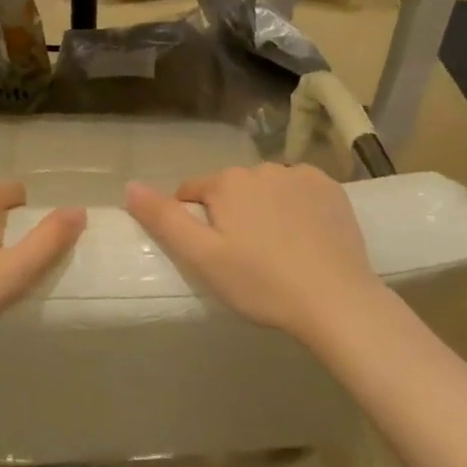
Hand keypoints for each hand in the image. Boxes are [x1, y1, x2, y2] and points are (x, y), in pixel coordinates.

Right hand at [125, 164, 382, 343]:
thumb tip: (130, 185)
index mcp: (227, 182)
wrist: (336, 300)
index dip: (194, 223)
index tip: (209, 255)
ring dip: (263, 209)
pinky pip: (299, 191)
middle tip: (242, 258)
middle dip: (230, 215)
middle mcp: (262, 167)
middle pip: (230, 189)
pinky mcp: (331, 188)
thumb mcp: (202, 258)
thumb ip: (164, 219)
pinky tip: (304, 238)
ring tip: (276, 251)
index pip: (192, 193)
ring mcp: (301, 175)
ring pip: (265, 189)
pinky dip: (295, 208)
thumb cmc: (261, 283)